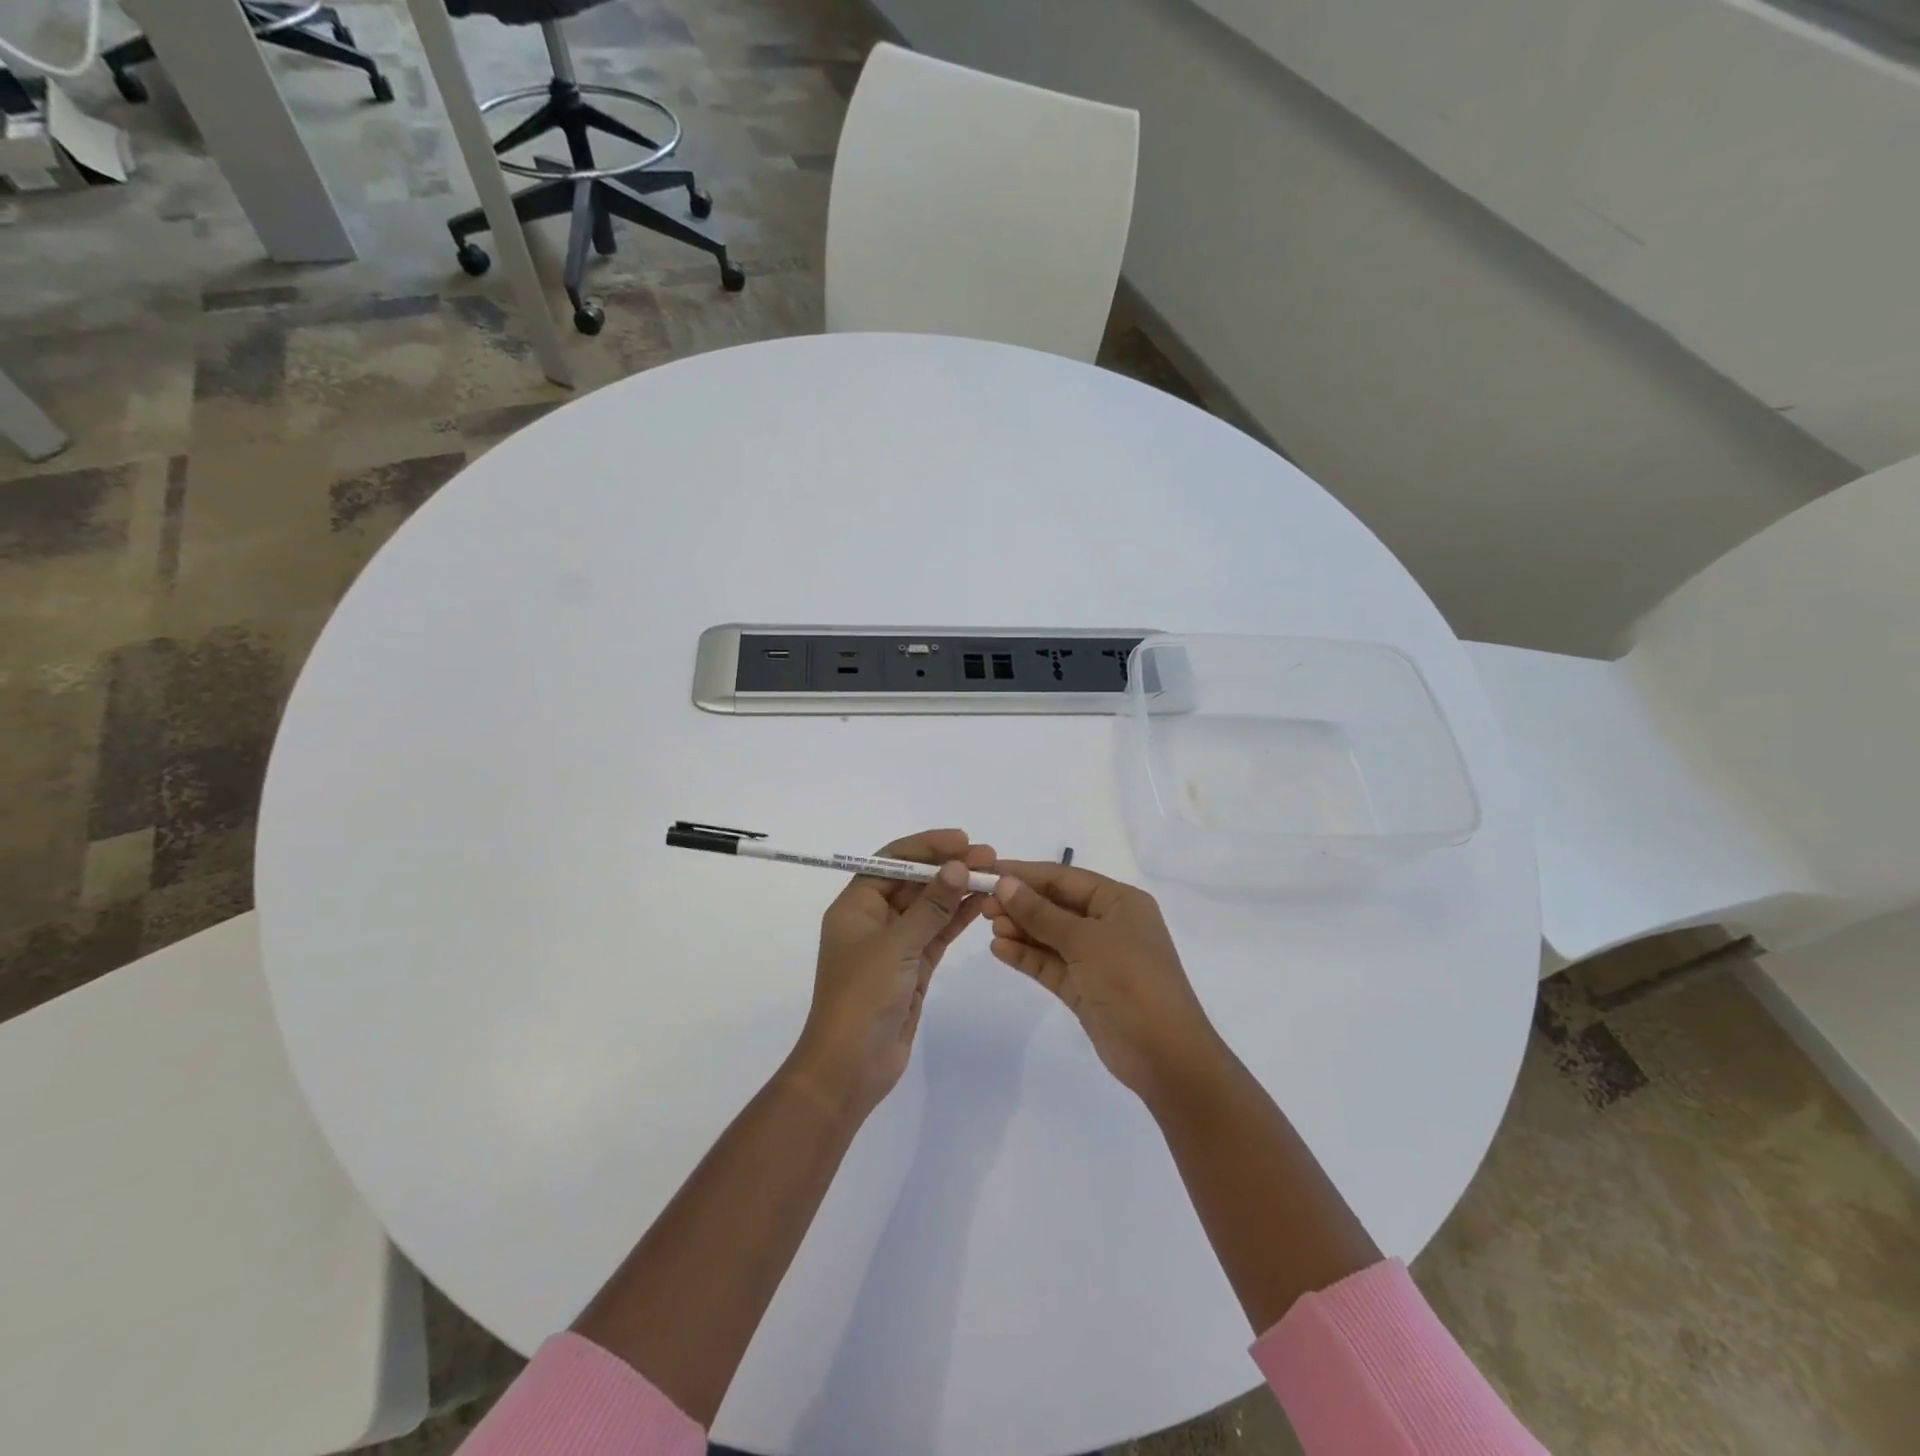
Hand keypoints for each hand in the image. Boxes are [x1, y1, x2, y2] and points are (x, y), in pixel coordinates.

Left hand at [790, 829, 995, 1119]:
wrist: (850, 1067)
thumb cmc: (862, 997)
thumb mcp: (896, 946)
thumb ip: (931, 906)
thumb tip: (959, 866)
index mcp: (855, 906)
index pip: (892, 861)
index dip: (926, 847)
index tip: (962, 840)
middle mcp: (874, 919)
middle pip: (914, 882)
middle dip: (949, 866)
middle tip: (989, 856)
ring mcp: (895, 944)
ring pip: (930, 907)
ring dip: (958, 890)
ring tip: (995, 874)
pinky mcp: (913, 967)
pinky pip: (938, 933)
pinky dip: (958, 918)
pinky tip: (983, 903)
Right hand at [986, 863, 1222, 1101]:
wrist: (1165, 1057)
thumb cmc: (1131, 981)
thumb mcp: (1086, 940)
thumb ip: (1042, 913)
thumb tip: (1005, 884)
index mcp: (1119, 902)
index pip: (1064, 878)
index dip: (1026, 873)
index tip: (988, 871)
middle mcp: (1108, 924)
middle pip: (1055, 904)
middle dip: (1020, 902)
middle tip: (981, 903)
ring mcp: (1096, 958)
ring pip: (1050, 935)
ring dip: (1020, 928)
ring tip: (988, 925)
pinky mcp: (1084, 988)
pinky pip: (1049, 964)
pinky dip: (1026, 956)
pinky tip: (999, 949)